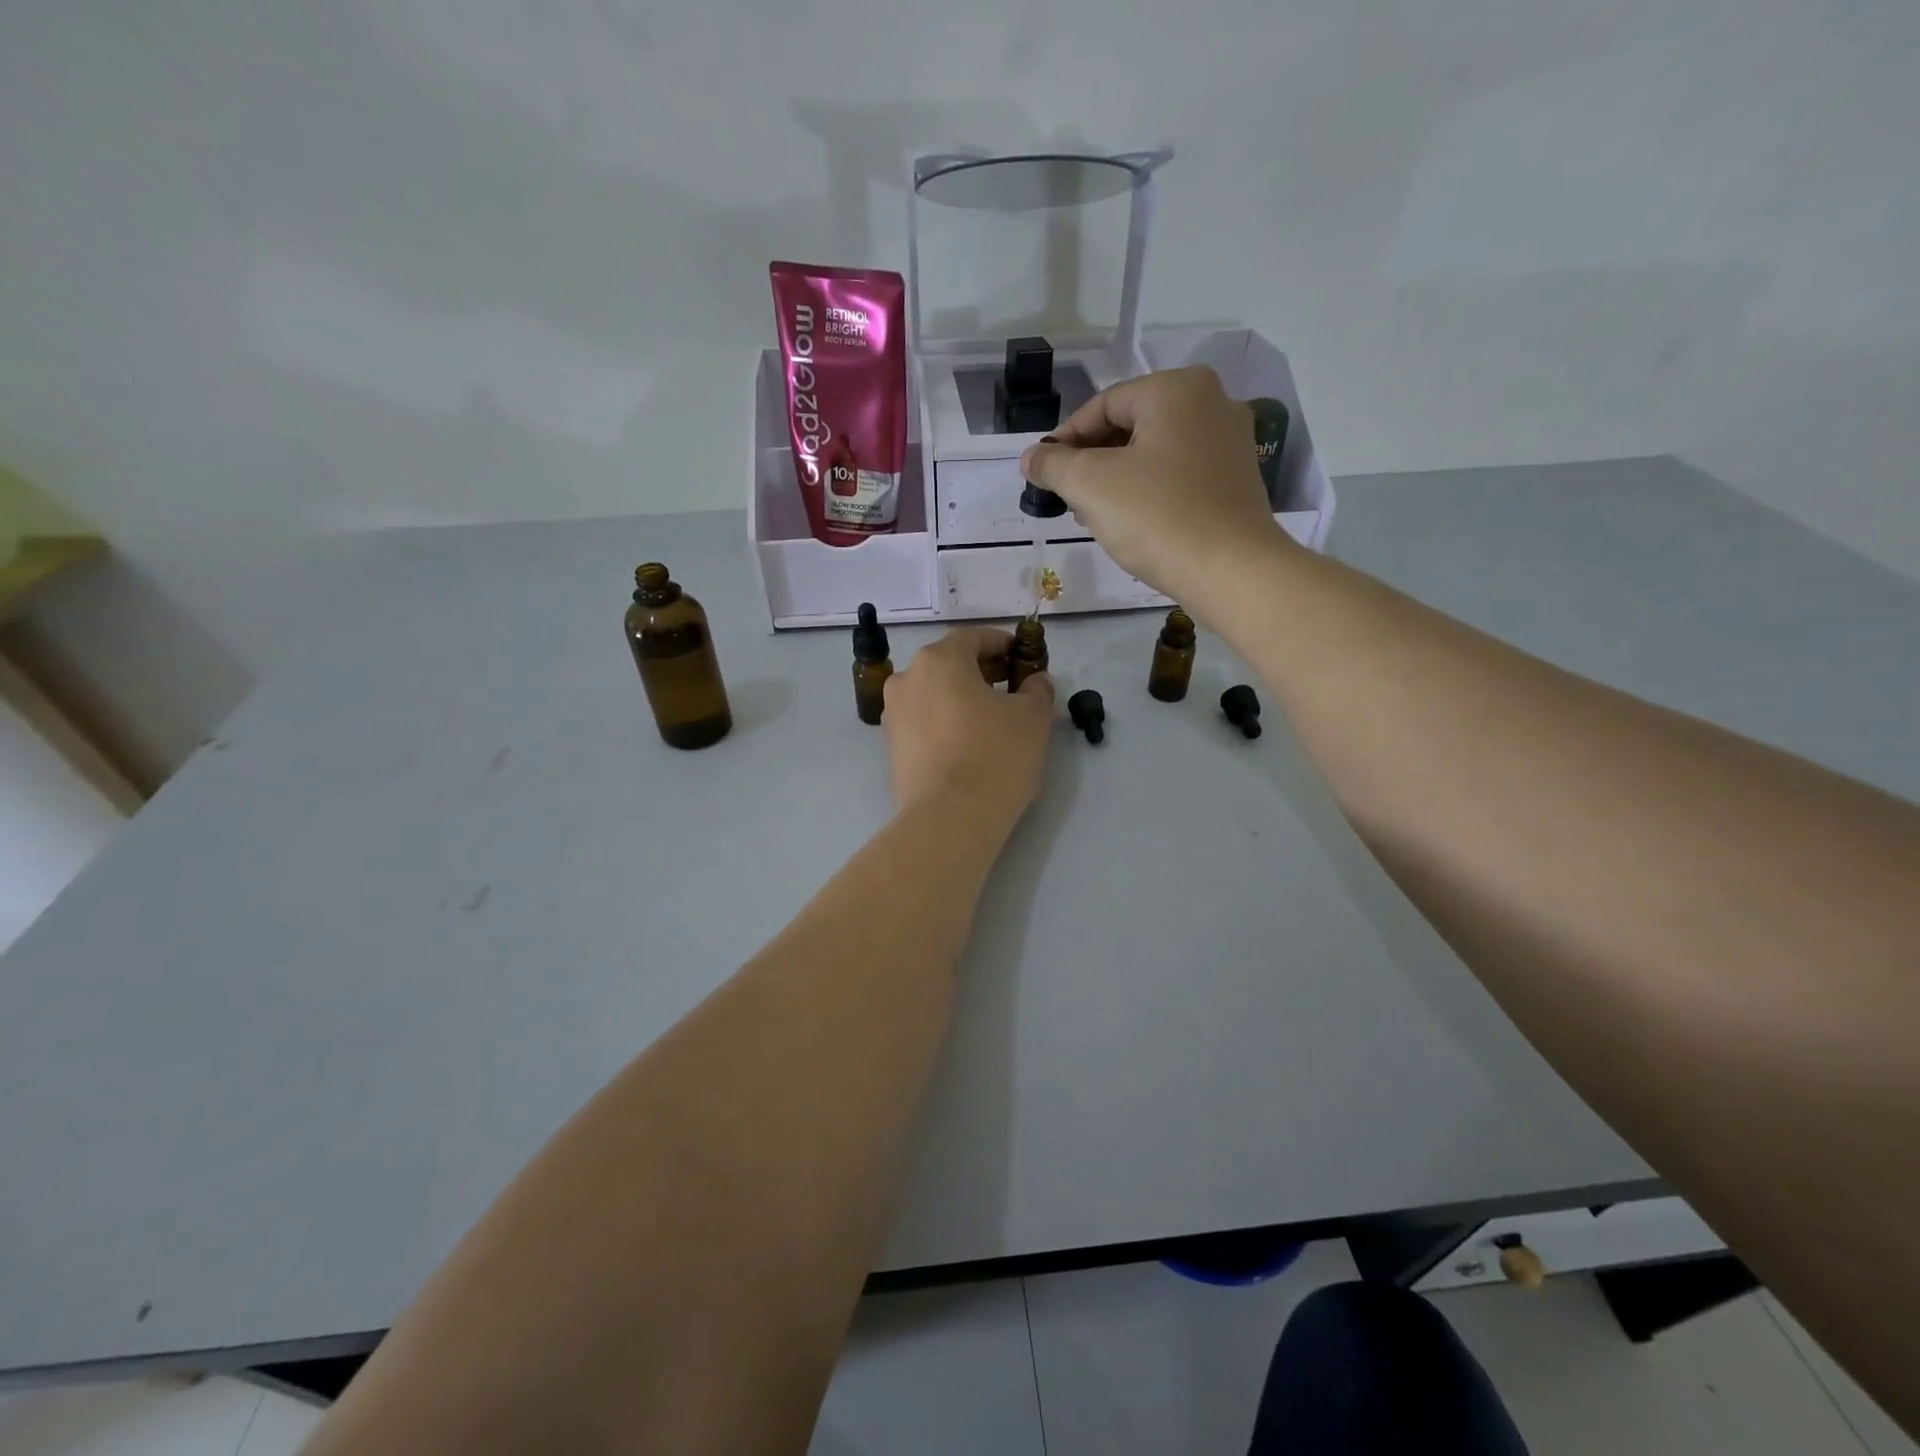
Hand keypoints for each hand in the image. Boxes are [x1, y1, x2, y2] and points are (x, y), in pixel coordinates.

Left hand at [883, 627, 1053, 824]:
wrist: (949, 819)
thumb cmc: (995, 756)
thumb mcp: (1032, 717)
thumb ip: (1036, 689)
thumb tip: (1035, 681)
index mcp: (939, 660)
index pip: (974, 638)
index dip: (1003, 644)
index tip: (1023, 657)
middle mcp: (907, 679)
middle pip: (950, 664)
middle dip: (982, 671)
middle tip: (1012, 688)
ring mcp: (893, 715)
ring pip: (934, 694)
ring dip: (961, 697)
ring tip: (992, 720)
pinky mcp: (890, 748)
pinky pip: (924, 722)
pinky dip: (945, 722)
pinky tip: (968, 743)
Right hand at [1019, 366, 1294, 611]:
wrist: (1232, 571)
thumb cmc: (1157, 517)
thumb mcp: (1090, 485)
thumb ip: (1053, 464)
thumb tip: (1030, 457)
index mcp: (1177, 389)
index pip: (1103, 406)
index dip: (1065, 440)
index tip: (1043, 475)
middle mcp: (1212, 403)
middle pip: (1130, 427)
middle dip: (1091, 462)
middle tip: (1066, 499)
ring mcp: (1230, 443)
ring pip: (1153, 453)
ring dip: (1116, 480)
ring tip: (1093, 516)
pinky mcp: (1236, 480)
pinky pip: (1178, 475)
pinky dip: (1149, 492)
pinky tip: (1132, 524)